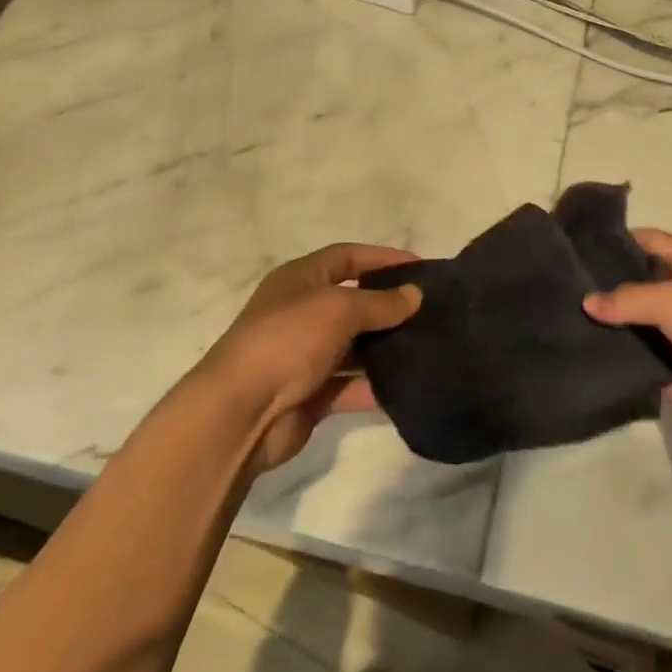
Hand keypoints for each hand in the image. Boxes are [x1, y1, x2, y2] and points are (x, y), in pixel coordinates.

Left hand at [202, 243, 421, 470]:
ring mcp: (305, 355)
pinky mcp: (311, 394)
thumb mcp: (337, 309)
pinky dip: (375, 386)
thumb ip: (380, 302)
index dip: (382, 258)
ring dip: (386, 348)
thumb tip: (415, 295)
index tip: (420, 268)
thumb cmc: (287, 341)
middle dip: (389, 306)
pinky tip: (409, 386)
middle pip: (354, 302)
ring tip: (428, 347)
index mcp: (300, 279)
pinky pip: (351, 386)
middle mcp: (302, 312)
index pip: (347, 257)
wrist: (239, 413)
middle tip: (431, 311)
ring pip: (355, 346)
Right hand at [584, 229, 671, 453]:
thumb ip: (628, 299)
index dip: (617, 241)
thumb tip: (588, 302)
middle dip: (612, 292)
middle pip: (647, 287)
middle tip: (568, 295)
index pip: (650, 241)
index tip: (577, 249)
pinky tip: (602, 370)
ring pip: (650, 331)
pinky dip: (638, 372)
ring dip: (622, 334)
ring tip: (574, 332)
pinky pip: (659, 371)